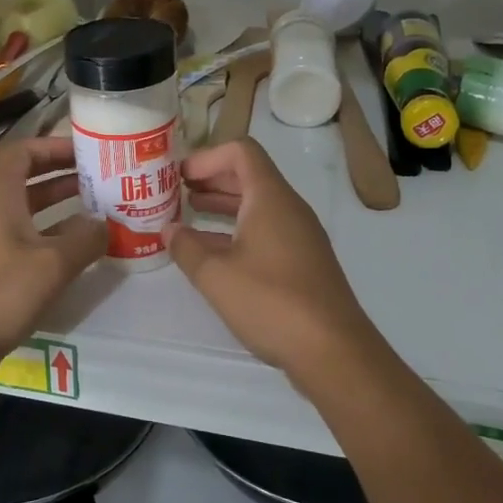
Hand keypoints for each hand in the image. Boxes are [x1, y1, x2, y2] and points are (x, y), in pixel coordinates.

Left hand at [0, 137, 105, 374]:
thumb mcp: (52, 265)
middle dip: (62, 174)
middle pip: (26, 178)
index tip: (86, 152)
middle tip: (99, 178)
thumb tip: (105, 224)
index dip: (53, 146)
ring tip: (97, 209)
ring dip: (59, 205)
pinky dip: (50, 234)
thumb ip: (85, 240)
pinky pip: (24, 237)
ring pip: (27, 210)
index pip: (22, 152)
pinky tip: (77, 250)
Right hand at [164, 139, 384, 383]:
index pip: (241, 151)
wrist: (333, 351)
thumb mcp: (216, 275)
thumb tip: (169, 230)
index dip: (207, 157)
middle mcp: (289, 208)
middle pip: (249, 176)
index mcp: (270, 198)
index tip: (179, 176)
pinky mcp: (304, 262)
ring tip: (189, 217)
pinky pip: (267, 231)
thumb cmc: (271, 302)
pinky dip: (239, 231)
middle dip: (212, 180)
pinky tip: (215, 254)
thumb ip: (187, 248)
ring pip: (258, 206)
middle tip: (177, 192)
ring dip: (224, 207)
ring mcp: (301, 236)